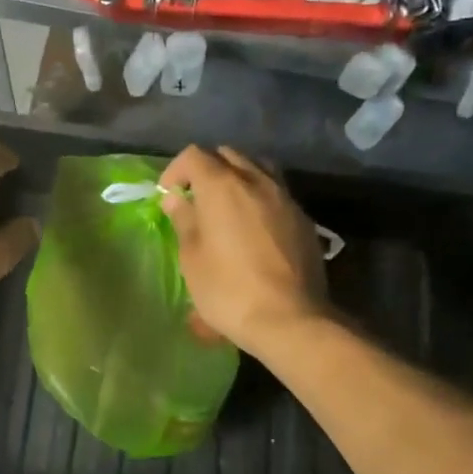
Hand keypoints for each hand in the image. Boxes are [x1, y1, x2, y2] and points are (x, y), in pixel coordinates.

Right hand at [159, 146, 328, 354]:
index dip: (176, 170)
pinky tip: (255, 226)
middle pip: (227, 155)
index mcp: (222, 185)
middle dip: (207, 169)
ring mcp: (284, 197)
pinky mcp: (303, 218)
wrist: (289, 318)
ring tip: (228, 205)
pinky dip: (260, 197)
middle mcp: (255, 180)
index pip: (194, 155)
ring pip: (258, 167)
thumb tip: (176, 198)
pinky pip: (277, 192)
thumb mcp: (192, 257)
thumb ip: (184, 220)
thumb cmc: (228, 289)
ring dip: (238, 177)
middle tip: (196, 198)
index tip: (169, 195)